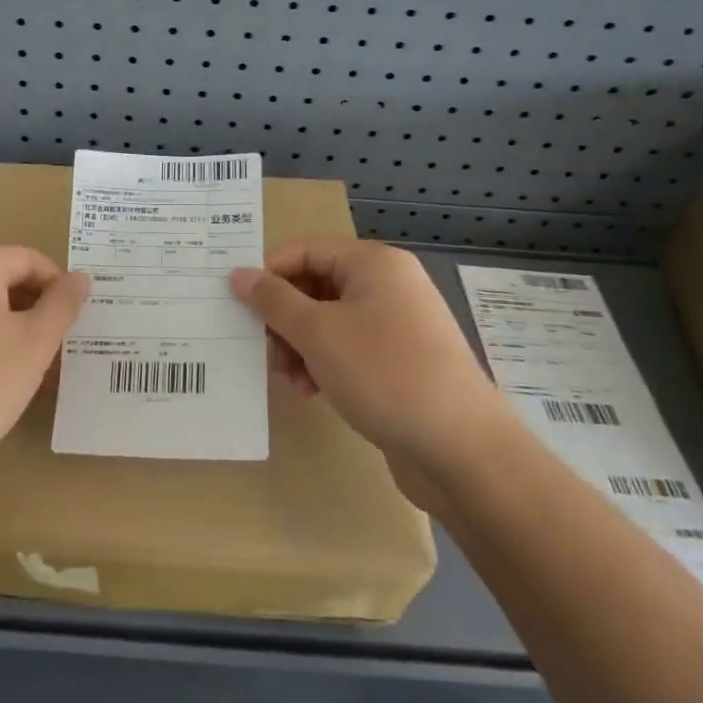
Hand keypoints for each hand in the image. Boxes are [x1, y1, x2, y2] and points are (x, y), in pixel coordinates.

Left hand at [0, 246, 89, 511]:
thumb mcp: (34, 346)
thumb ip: (62, 304)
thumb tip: (79, 277)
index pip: (27, 258)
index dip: (58, 285)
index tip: (75, 322)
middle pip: (0, 279)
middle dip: (35, 309)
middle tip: (59, 349)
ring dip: (10, 330)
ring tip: (34, 372)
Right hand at [232, 238, 511, 508]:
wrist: (463, 451)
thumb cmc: (385, 375)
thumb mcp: (317, 334)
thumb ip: (273, 301)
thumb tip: (239, 274)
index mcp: (373, 263)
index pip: (304, 251)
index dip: (269, 276)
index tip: (241, 310)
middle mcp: (388, 284)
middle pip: (315, 285)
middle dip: (284, 319)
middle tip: (265, 353)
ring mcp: (398, 323)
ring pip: (329, 320)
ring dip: (299, 346)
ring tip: (289, 380)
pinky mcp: (402, 360)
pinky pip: (349, 347)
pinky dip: (324, 363)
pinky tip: (312, 392)